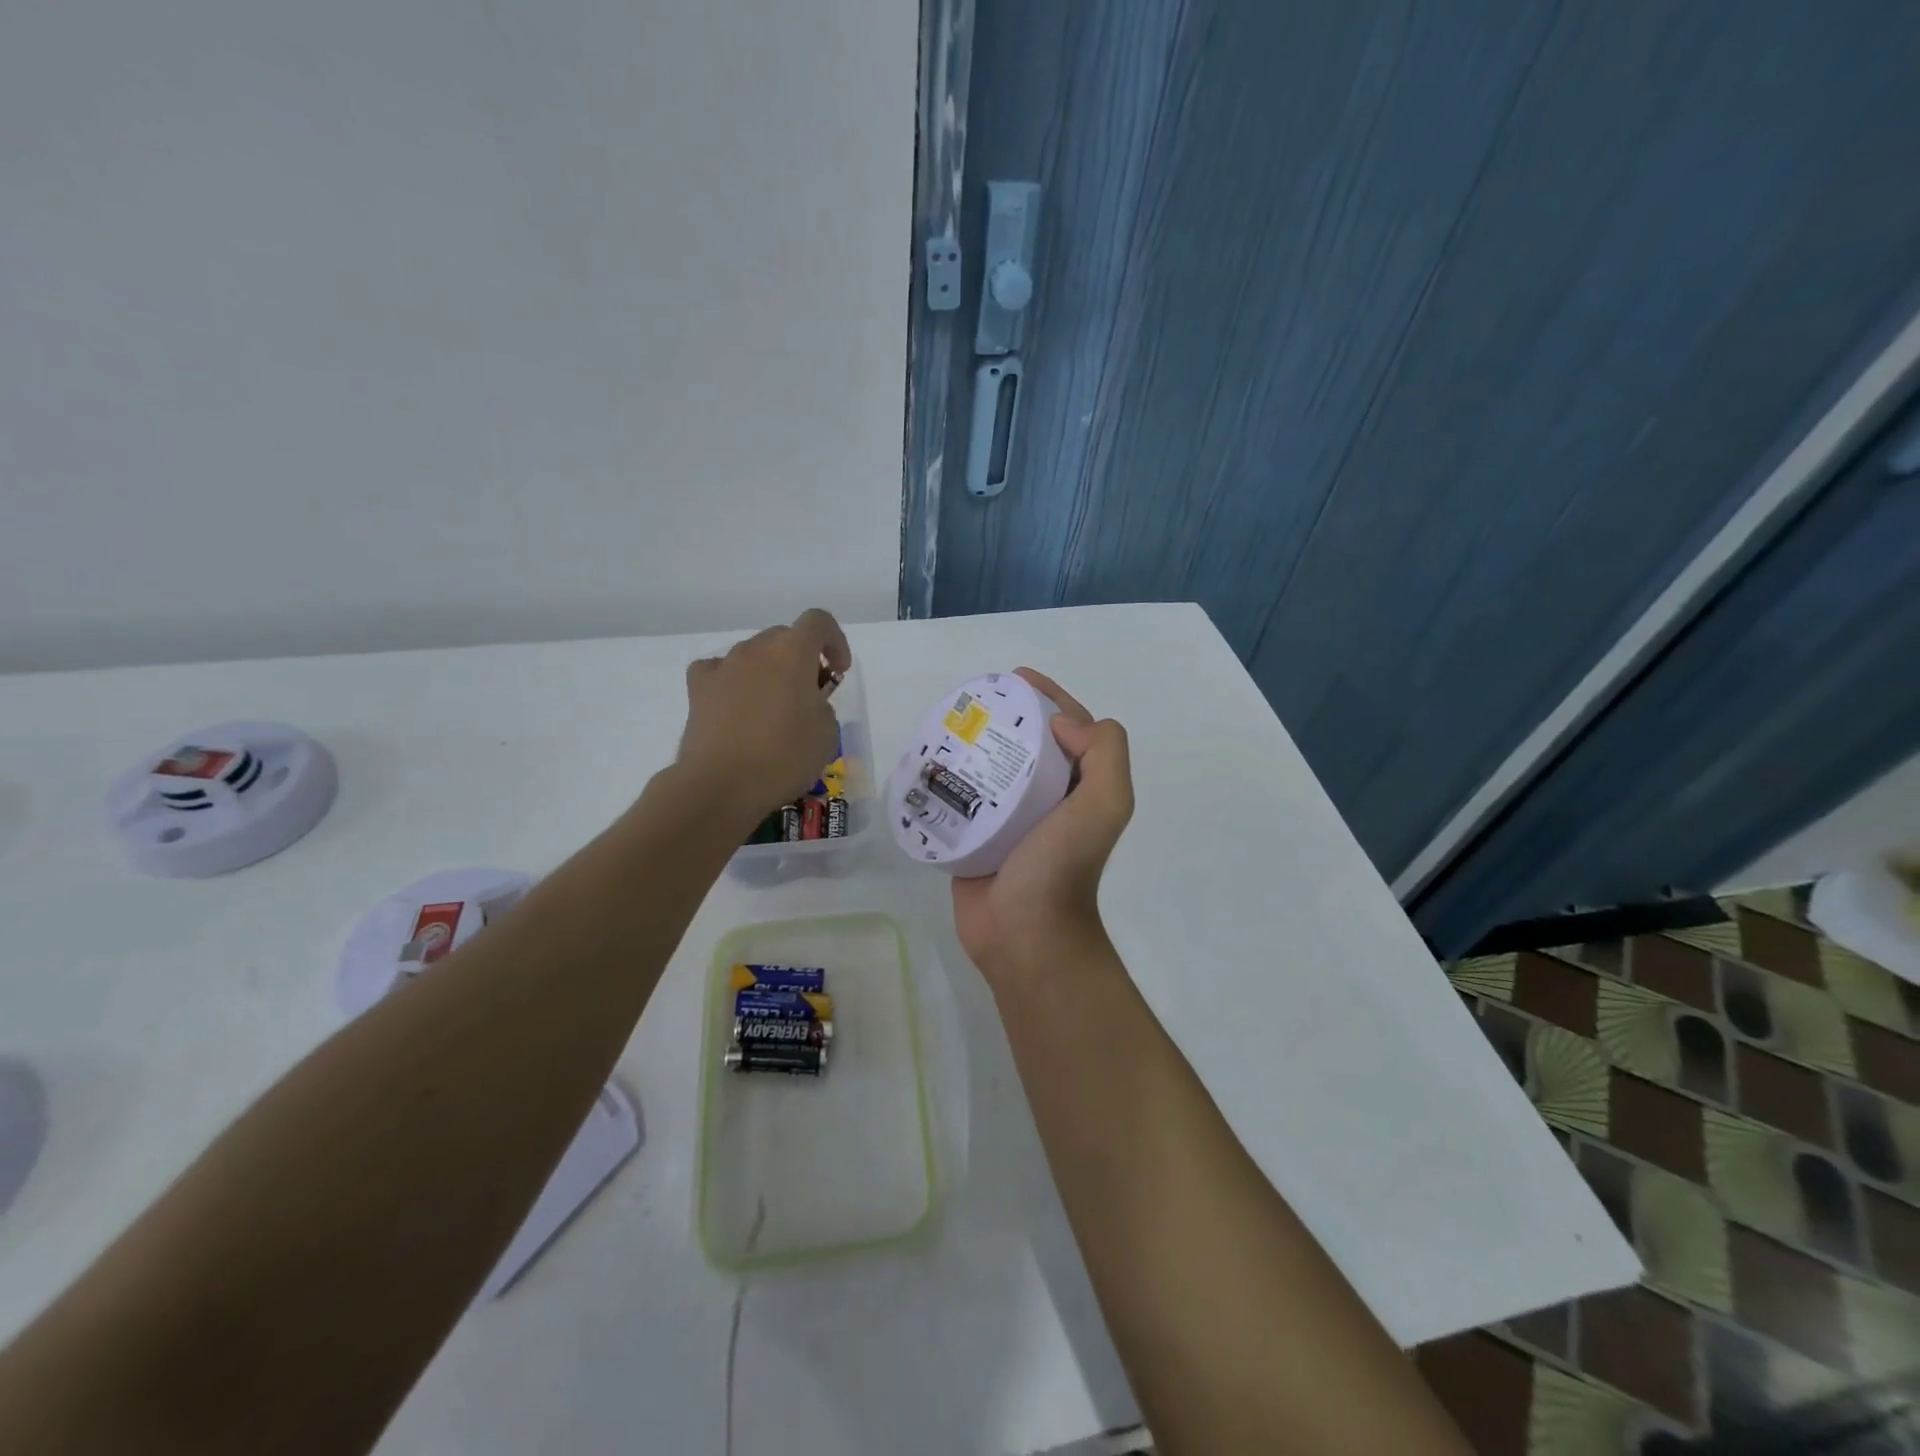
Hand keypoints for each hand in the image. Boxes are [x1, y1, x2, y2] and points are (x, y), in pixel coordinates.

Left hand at [677, 608, 851, 820]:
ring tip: (773, 709)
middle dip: (802, 659)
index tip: (838, 671)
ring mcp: (723, 666)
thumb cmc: (783, 758)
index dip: (835, 640)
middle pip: (784, 637)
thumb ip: (822, 706)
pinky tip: (737, 707)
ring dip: (769, 672)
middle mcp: (756, 649)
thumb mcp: (827, 734)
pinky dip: (733, 682)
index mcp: (792, 652)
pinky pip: (720, 671)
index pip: (818, 622)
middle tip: (809, 695)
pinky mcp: (697, 688)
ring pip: (753, 655)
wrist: (720, 785)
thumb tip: (807, 703)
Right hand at [951, 669, 1133, 980]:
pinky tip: (927, 760)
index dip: (1047, 697)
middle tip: (972, 700)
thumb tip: (1060, 724)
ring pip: (991, 766)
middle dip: (1004, 715)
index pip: (1068, 727)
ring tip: (944, 723)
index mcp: (1078, 786)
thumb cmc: (1061, 867)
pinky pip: (961, 796)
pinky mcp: (974, 836)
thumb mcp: (1105, 805)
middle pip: (1026, 742)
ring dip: (973, 742)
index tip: (1014, 678)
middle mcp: (1047, 798)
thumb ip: (1104, 755)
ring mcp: (1008, 818)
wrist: (1024, 935)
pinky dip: (949, 776)